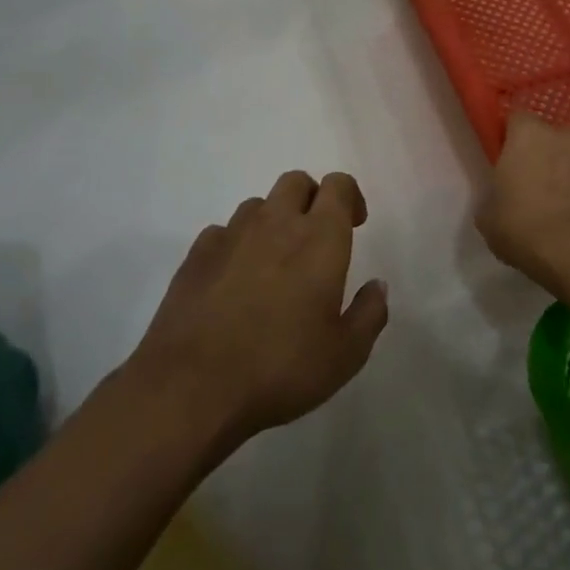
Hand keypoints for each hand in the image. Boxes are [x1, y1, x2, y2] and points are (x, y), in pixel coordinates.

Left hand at [130, 170, 388, 443]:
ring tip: (275, 262)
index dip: (350, 197)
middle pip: (296, 182)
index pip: (338, 185)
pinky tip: (235, 280)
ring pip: (258, 205)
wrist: (192, 387)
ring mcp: (231, 235)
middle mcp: (275, 223)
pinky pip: (223, 232)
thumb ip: (369, 313)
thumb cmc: (281, 368)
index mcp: (319, 238)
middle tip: (317, 238)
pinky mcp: (196, 255)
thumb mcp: (345, 354)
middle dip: (312, 199)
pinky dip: (236, 244)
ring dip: (273, 221)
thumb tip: (377, 286)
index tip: (355, 225)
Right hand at [475, 114, 569, 288]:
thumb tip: (508, 193)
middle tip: (550, 184)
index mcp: (529, 135)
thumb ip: (498, 192)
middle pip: (559, 135)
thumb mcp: (489, 216)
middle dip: (555, 153)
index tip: (515, 162)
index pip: (518, 120)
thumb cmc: (524, 232)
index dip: (517, 140)